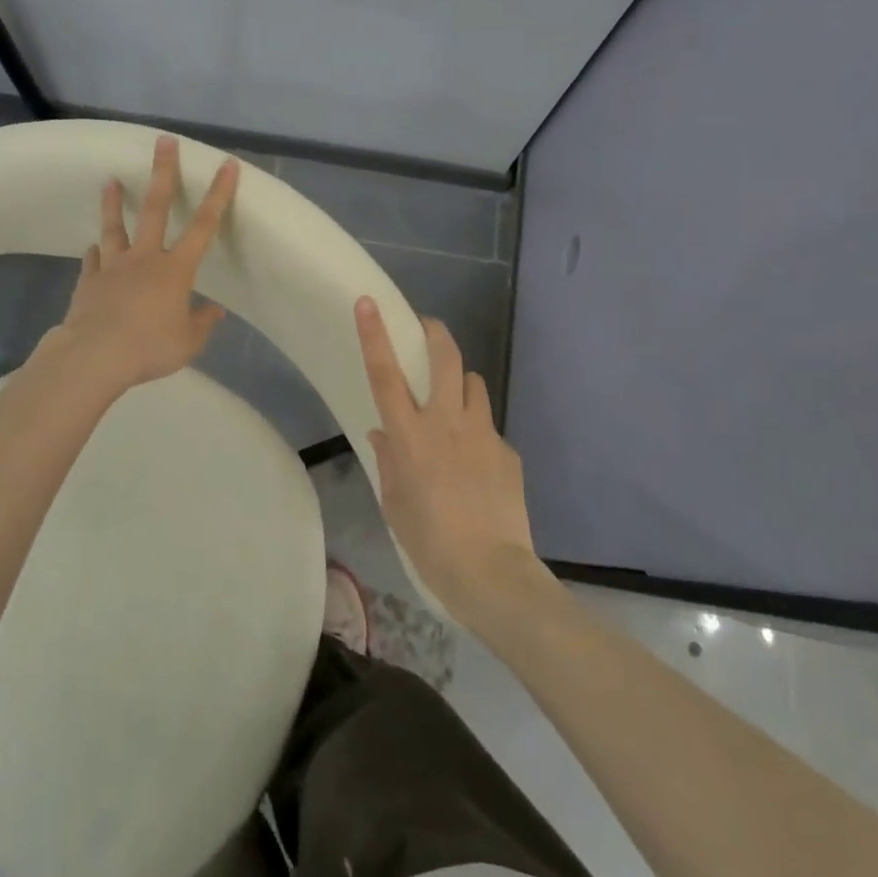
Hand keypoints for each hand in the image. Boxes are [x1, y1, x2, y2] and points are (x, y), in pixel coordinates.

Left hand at [43, 136, 238, 391]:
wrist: (94, 355)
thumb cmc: (149, 347)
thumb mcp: (188, 342)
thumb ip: (202, 323)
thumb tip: (215, 311)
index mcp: (175, 270)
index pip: (204, 225)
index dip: (218, 194)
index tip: (226, 165)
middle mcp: (145, 258)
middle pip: (155, 208)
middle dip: (162, 173)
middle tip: (163, 142)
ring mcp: (113, 267)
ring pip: (114, 228)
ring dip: (113, 204)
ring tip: (109, 181)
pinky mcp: (89, 281)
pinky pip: (93, 261)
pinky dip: (95, 253)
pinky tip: (92, 248)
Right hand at [355, 297, 538, 620]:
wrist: (492, 574)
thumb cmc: (430, 542)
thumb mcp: (395, 503)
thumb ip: (389, 461)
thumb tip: (383, 434)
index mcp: (410, 436)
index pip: (385, 374)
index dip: (375, 335)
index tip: (369, 302)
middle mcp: (446, 423)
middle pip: (446, 357)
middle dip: (435, 333)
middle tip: (427, 329)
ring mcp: (482, 433)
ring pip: (473, 383)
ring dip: (460, 384)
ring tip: (454, 406)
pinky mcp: (508, 451)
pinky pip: (488, 427)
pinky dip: (478, 432)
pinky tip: (477, 465)